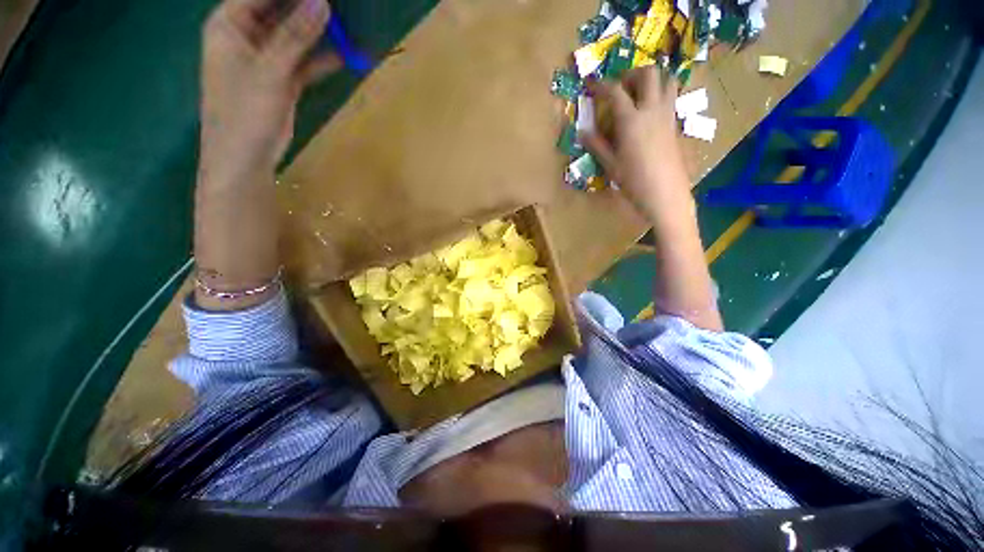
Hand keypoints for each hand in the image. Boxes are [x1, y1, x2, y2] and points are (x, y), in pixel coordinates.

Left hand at [199, 0, 339, 187]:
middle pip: (278, 11)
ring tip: (345, 22)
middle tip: (337, 5)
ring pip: (293, 36)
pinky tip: (344, 54)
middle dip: (306, 6)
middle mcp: (245, 36)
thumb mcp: (270, 71)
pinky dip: (321, 59)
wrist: (245, 158)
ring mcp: (265, 59)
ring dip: (317, 32)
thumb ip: (295, 36)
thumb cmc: (245, 113)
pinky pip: (303, 61)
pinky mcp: (281, 80)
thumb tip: (322, 2)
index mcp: (229, 25)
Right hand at [581, 68, 692, 224]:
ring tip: (638, 93)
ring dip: (651, 79)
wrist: (664, 192)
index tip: (591, 84)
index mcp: (631, 120)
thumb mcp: (610, 164)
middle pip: (647, 73)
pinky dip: (661, 92)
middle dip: (631, 73)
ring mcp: (667, 114)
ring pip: (666, 79)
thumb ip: (597, 145)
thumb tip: (582, 131)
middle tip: (619, 87)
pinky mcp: (675, 123)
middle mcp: (651, 110)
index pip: (615, 91)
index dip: (601, 85)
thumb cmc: (633, 181)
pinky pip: (672, 96)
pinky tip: (649, 110)